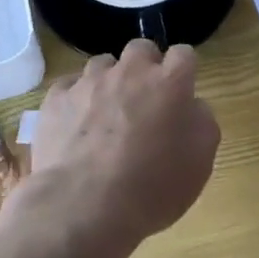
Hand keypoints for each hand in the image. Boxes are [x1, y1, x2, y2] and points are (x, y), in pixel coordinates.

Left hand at [24, 40, 220, 254]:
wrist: (82, 207)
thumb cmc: (151, 188)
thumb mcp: (200, 163)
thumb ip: (202, 122)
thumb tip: (191, 106)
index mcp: (169, 82)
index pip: (184, 54)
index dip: (183, 71)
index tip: (181, 93)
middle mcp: (130, 71)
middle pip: (141, 49)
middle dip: (145, 67)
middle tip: (144, 101)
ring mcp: (89, 82)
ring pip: (102, 65)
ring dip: (109, 82)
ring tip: (105, 116)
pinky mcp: (56, 98)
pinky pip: (69, 87)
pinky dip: (75, 100)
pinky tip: (76, 126)